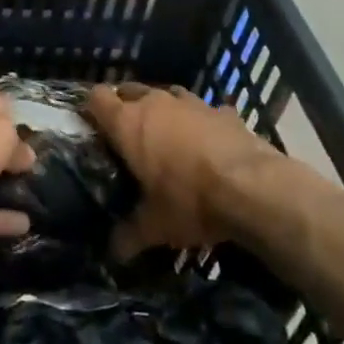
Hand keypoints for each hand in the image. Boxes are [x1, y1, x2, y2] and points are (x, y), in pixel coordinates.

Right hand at [86, 83, 286, 257]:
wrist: (253, 188)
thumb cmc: (190, 201)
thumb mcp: (155, 226)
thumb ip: (129, 235)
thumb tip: (113, 253)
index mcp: (129, 123)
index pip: (97, 98)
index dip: (91, 108)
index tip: (90, 124)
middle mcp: (155, 103)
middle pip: (129, 89)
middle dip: (124, 105)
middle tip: (125, 133)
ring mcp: (191, 102)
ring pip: (166, 94)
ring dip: (162, 109)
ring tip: (164, 132)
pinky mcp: (222, 110)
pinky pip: (203, 110)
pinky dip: (199, 121)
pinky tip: (205, 140)